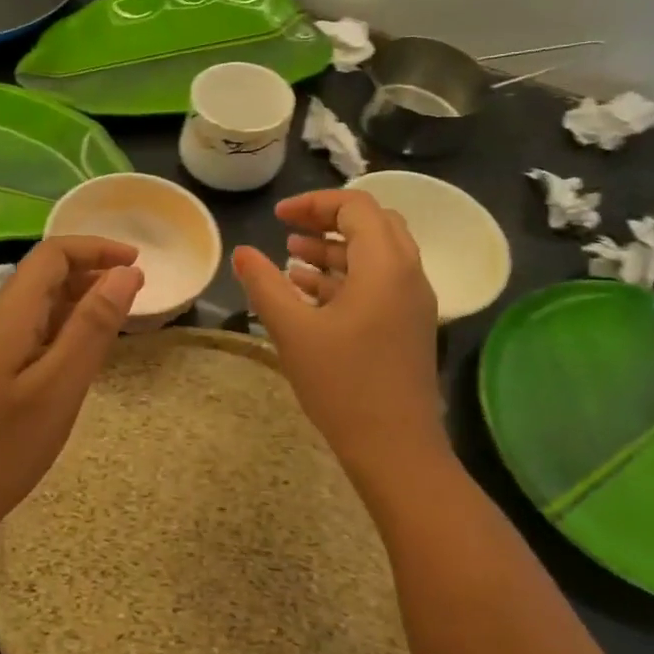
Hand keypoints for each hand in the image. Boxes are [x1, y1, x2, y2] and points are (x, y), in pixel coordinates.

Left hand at [0, 237, 143, 551]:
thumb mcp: (58, 388)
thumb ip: (92, 326)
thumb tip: (126, 273)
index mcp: (6, 314)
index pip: (52, 254)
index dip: (96, 248)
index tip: (139, 263)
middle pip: (40, 277)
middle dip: (89, 275)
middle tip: (134, 298)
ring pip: (32, 307)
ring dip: (74, 304)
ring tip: (113, 326)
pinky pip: (22, 334)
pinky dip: (56, 332)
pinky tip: (72, 360)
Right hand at [232, 191, 447, 508]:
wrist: (395, 449)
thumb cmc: (343, 384)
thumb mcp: (293, 330)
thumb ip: (264, 284)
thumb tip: (241, 252)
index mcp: (385, 265)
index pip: (356, 206)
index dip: (314, 203)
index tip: (277, 217)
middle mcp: (408, 274)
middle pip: (372, 224)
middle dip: (327, 220)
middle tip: (287, 228)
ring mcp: (412, 302)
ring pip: (376, 254)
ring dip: (335, 248)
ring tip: (292, 256)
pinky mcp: (408, 326)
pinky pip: (378, 282)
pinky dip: (345, 276)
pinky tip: (310, 290)